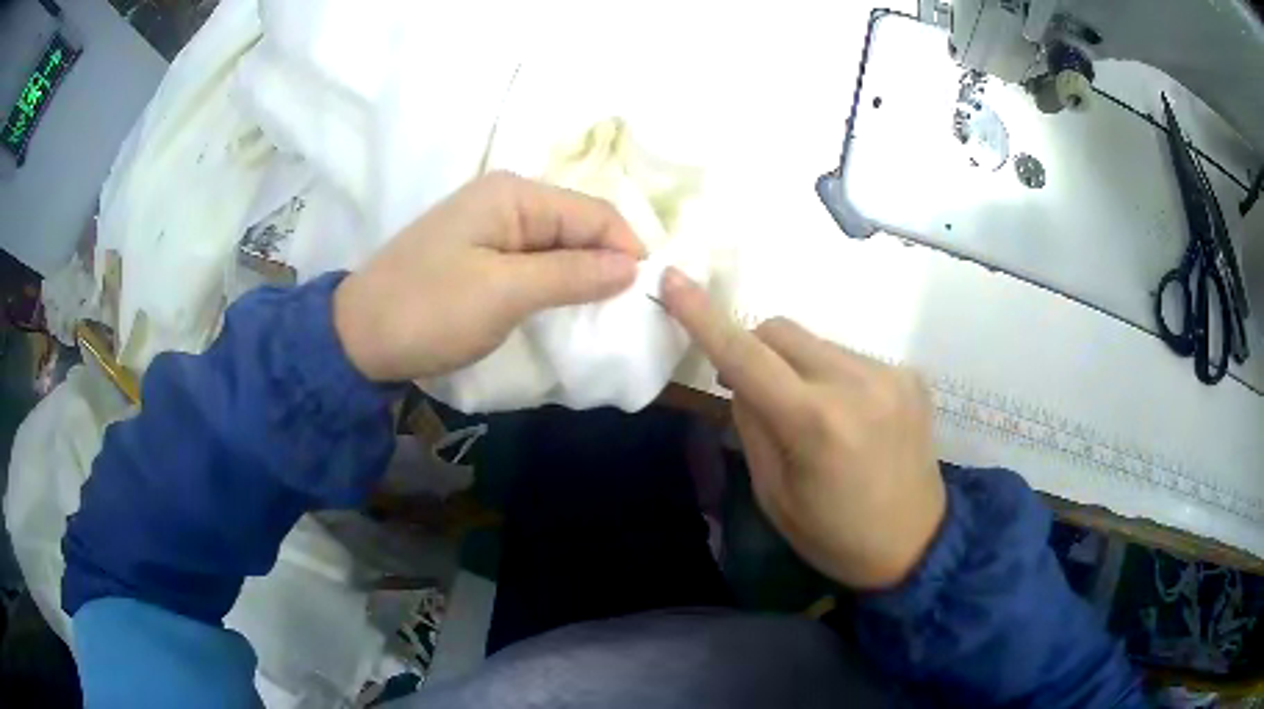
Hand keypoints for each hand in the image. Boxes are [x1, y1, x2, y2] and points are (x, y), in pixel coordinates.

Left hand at [334, 172, 644, 381]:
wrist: (358, 338)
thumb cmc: (429, 311)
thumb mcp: (505, 293)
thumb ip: (572, 274)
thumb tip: (633, 266)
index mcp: (513, 194)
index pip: (594, 211)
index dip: (627, 249)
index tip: (647, 296)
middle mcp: (506, 198)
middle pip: (578, 224)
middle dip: (606, 262)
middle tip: (628, 311)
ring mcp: (491, 225)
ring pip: (558, 244)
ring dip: (582, 275)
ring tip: (602, 313)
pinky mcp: (480, 252)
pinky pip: (534, 260)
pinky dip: (555, 282)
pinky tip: (564, 306)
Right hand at [661, 268, 945, 588]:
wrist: (916, 544)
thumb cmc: (834, 535)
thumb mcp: (773, 494)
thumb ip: (752, 424)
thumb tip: (742, 377)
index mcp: (816, 424)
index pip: (746, 356)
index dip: (704, 316)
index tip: (673, 279)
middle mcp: (857, 383)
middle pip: (782, 330)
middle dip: (755, 349)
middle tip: (754, 391)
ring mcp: (890, 374)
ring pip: (817, 343)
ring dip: (797, 366)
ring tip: (815, 416)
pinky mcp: (910, 375)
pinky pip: (850, 357)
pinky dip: (832, 377)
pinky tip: (851, 418)